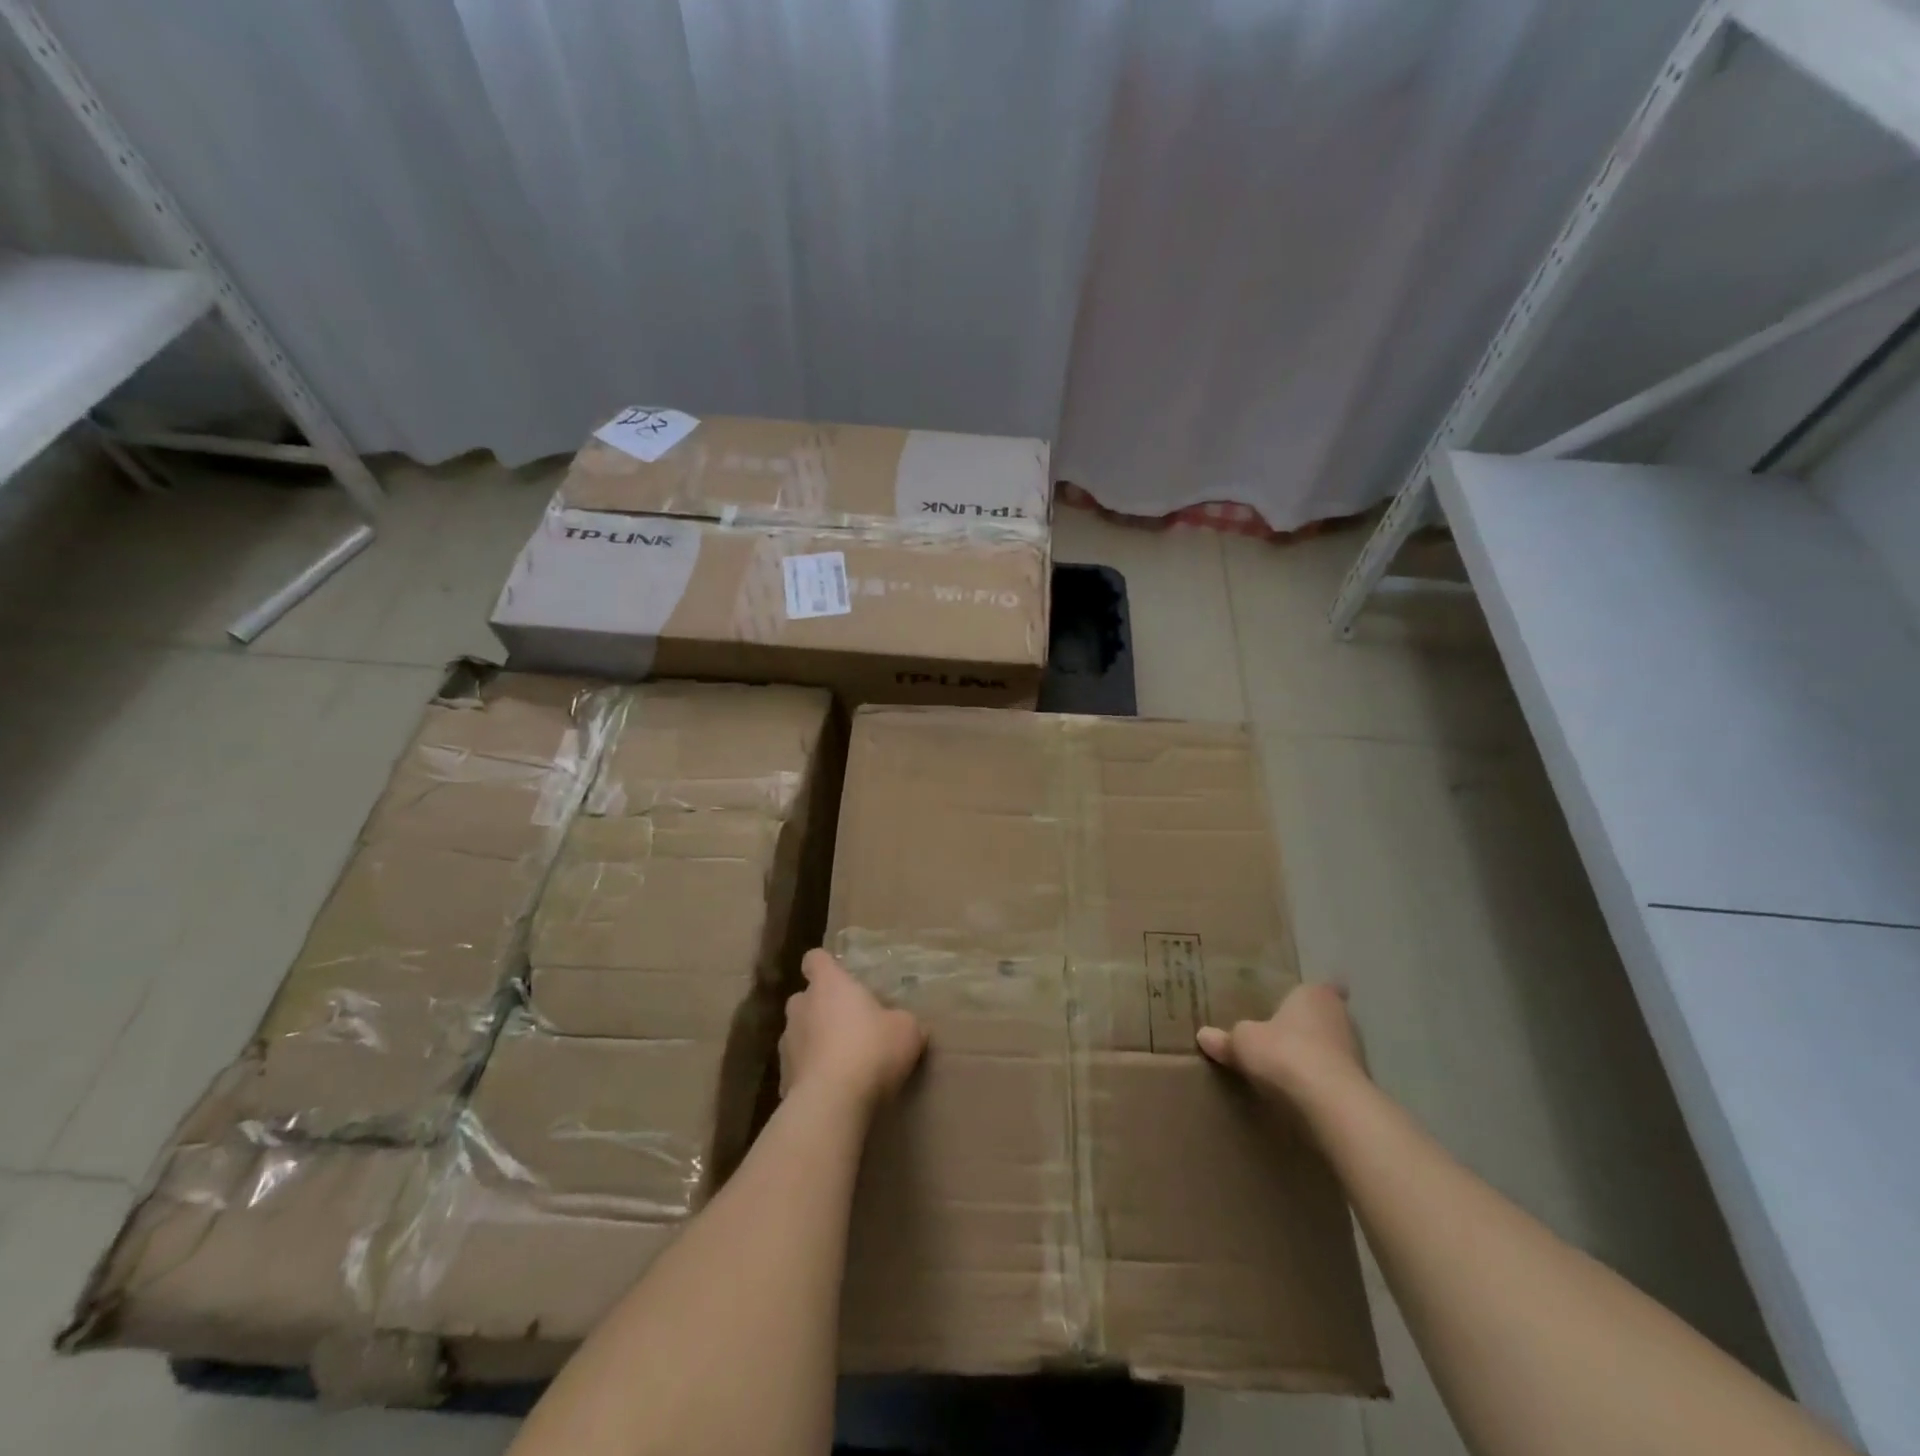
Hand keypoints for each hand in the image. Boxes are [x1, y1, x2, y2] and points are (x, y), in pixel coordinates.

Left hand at [780, 950, 926, 1109]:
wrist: (832, 1103)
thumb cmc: (871, 1050)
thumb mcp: (907, 1030)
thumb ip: (902, 1021)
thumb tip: (903, 1024)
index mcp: (829, 985)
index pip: (815, 959)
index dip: (826, 966)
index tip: (840, 977)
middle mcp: (801, 1007)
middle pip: (805, 998)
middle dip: (821, 1008)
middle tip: (848, 1024)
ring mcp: (786, 1043)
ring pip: (798, 1034)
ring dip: (814, 1042)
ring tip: (841, 1062)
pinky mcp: (783, 1079)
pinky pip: (798, 1069)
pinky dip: (811, 1075)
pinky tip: (832, 1091)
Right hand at [1197, 983, 1367, 1101]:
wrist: (1331, 1104)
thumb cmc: (1285, 1054)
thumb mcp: (1242, 1043)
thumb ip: (1225, 1039)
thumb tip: (1203, 1035)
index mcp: (1314, 995)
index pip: (1314, 987)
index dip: (1304, 997)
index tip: (1292, 1006)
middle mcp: (1341, 1017)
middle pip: (1325, 1018)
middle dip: (1308, 1027)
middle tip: (1283, 1036)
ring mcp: (1357, 1053)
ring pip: (1333, 1049)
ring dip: (1318, 1057)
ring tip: (1291, 1068)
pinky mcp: (1362, 1086)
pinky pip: (1337, 1078)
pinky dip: (1324, 1083)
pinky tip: (1305, 1094)